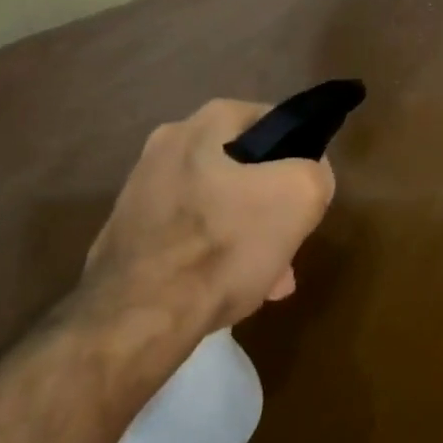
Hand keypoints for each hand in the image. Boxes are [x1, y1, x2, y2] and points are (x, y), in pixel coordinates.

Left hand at [83, 100, 335, 334]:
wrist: (134, 320)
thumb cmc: (222, 245)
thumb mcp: (298, 198)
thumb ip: (315, 173)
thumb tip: (308, 175)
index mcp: (204, 123)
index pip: (271, 121)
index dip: (297, 157)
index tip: (305, 195)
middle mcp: (167, 145)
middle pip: (242, 168)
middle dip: (269, 206)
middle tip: (288, 244)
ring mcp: (141, 190)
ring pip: (215, 206)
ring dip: (244, 235)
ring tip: (267, 279)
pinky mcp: (126, 234)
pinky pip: (185, 236)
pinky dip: (209, 257)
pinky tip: (227, 292)